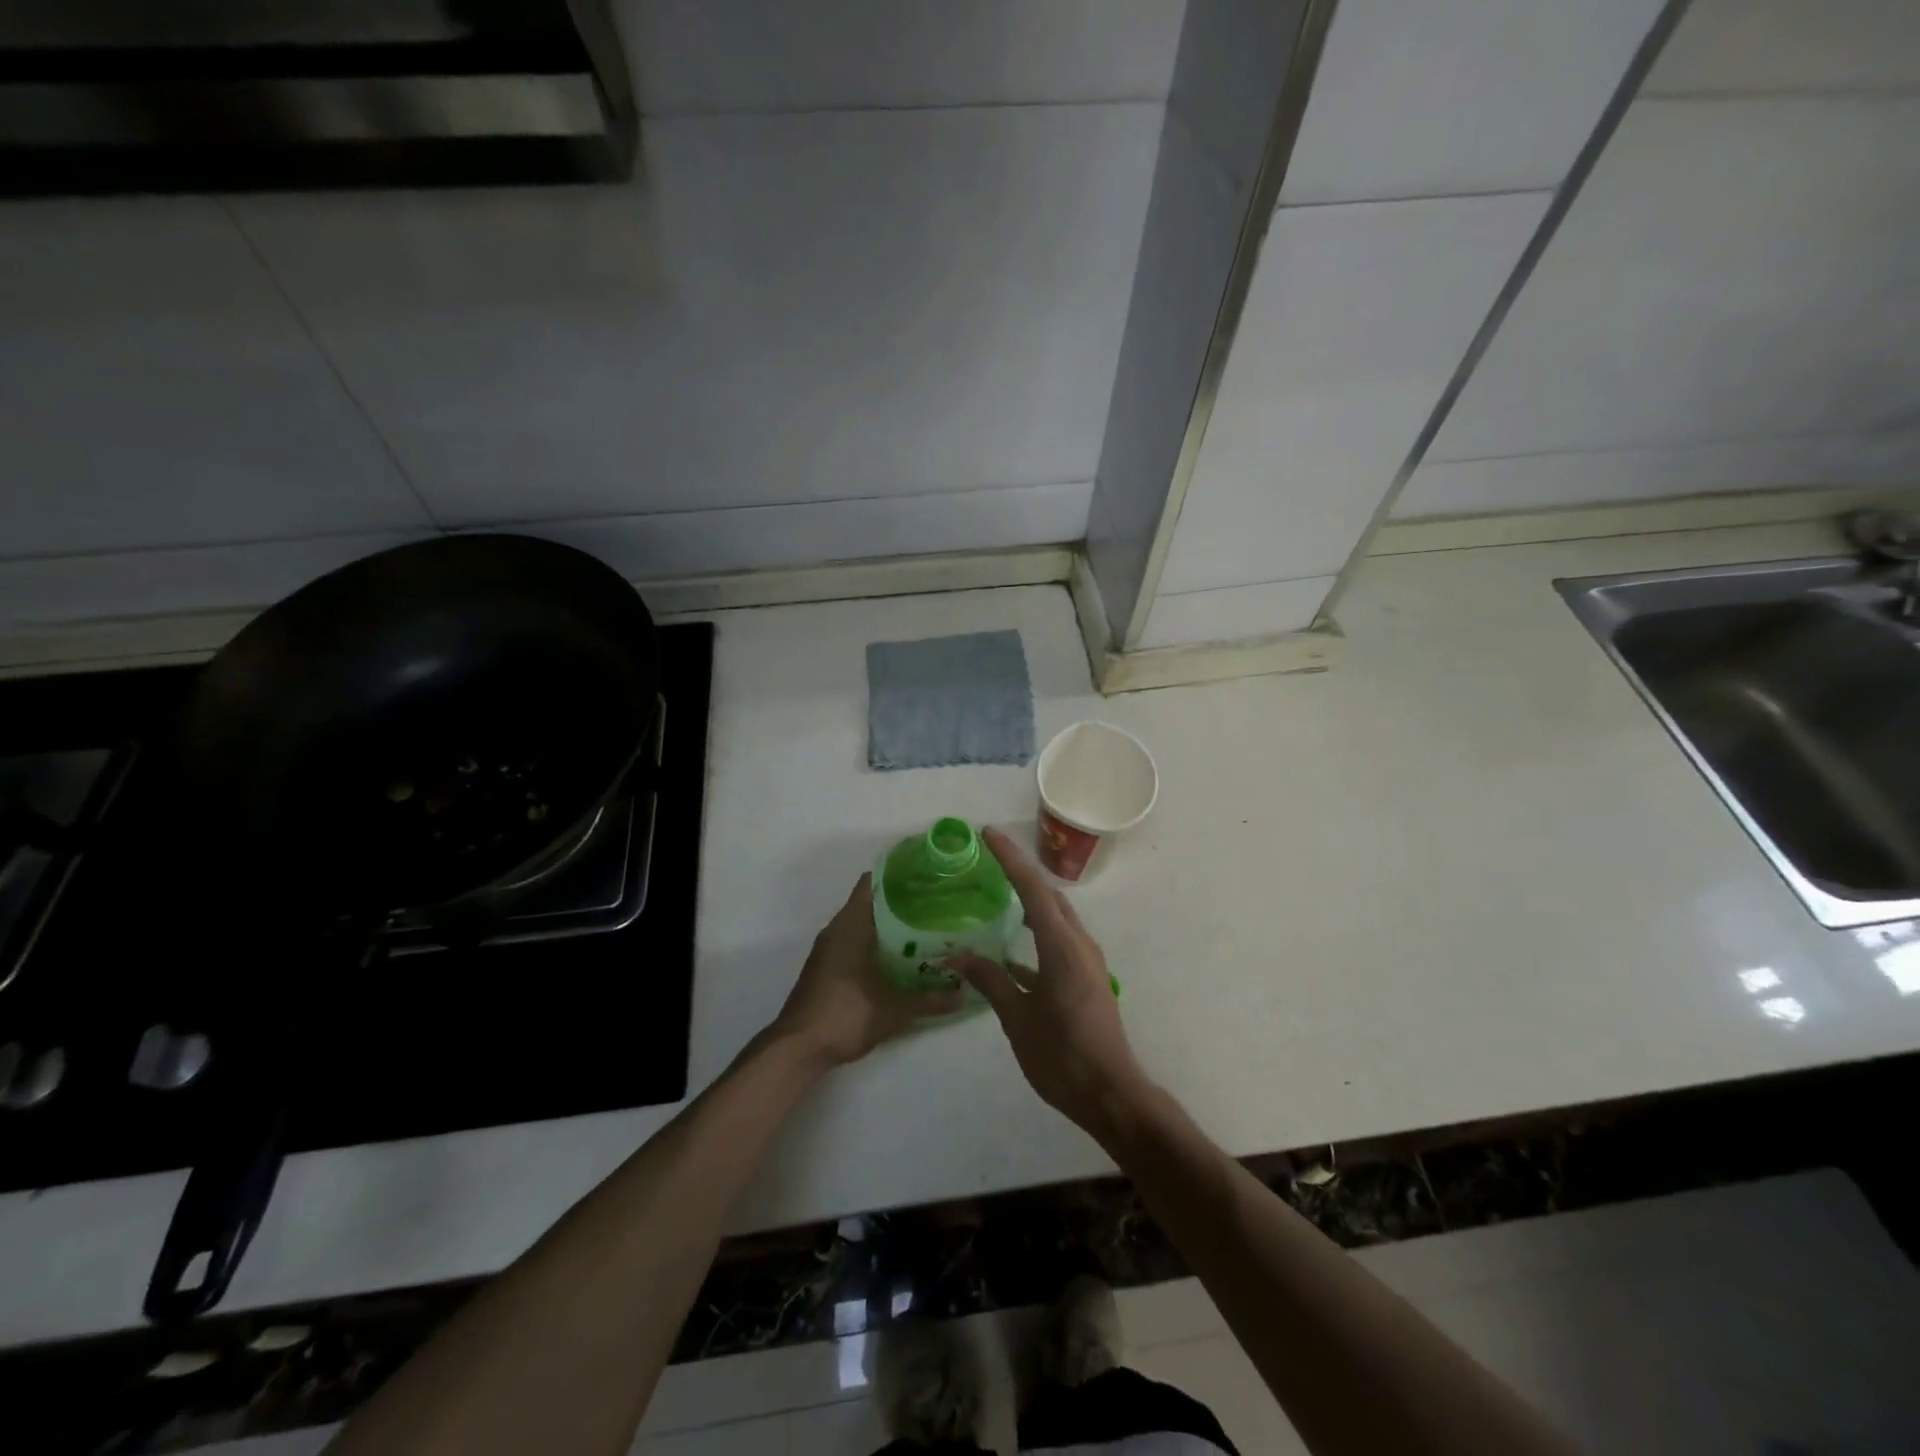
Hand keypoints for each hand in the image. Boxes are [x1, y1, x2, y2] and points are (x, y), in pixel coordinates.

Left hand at [772, 873, 965, 1067]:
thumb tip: (965, 994)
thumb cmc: (845, 1015)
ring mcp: (828, 950)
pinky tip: (900, 957)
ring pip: (862, 924)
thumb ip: (931, 1000)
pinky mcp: (826, 968)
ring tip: (925, 927)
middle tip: (936, 903)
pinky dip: (876, 942)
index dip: (897, 875)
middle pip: (870, 902)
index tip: (926, 875)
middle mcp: (837, 930)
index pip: (872, 883)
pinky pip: (854, 942)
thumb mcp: (895, 1010)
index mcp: (850, 925)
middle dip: (901, 901)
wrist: (798, 1048)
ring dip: (888, 924)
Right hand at [944, 828, 1148, 1140]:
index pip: (1032, 888)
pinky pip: (1060, 940)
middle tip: (990, 858)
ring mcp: (1087, 961)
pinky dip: (1037, 932)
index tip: (988, 833)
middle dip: (1021, 872)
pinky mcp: (1087, 978)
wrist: (1111, 1094)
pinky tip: (1012, 951)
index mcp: (1061, 946)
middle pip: (1049, 895)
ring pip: (1057, 916)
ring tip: (1000, 894)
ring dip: (1032, 899)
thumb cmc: (1062, 1056)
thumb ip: (989, 980)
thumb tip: (955, 955)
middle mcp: (1079, 944)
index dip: (1010, 858)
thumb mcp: (1017, 1018)